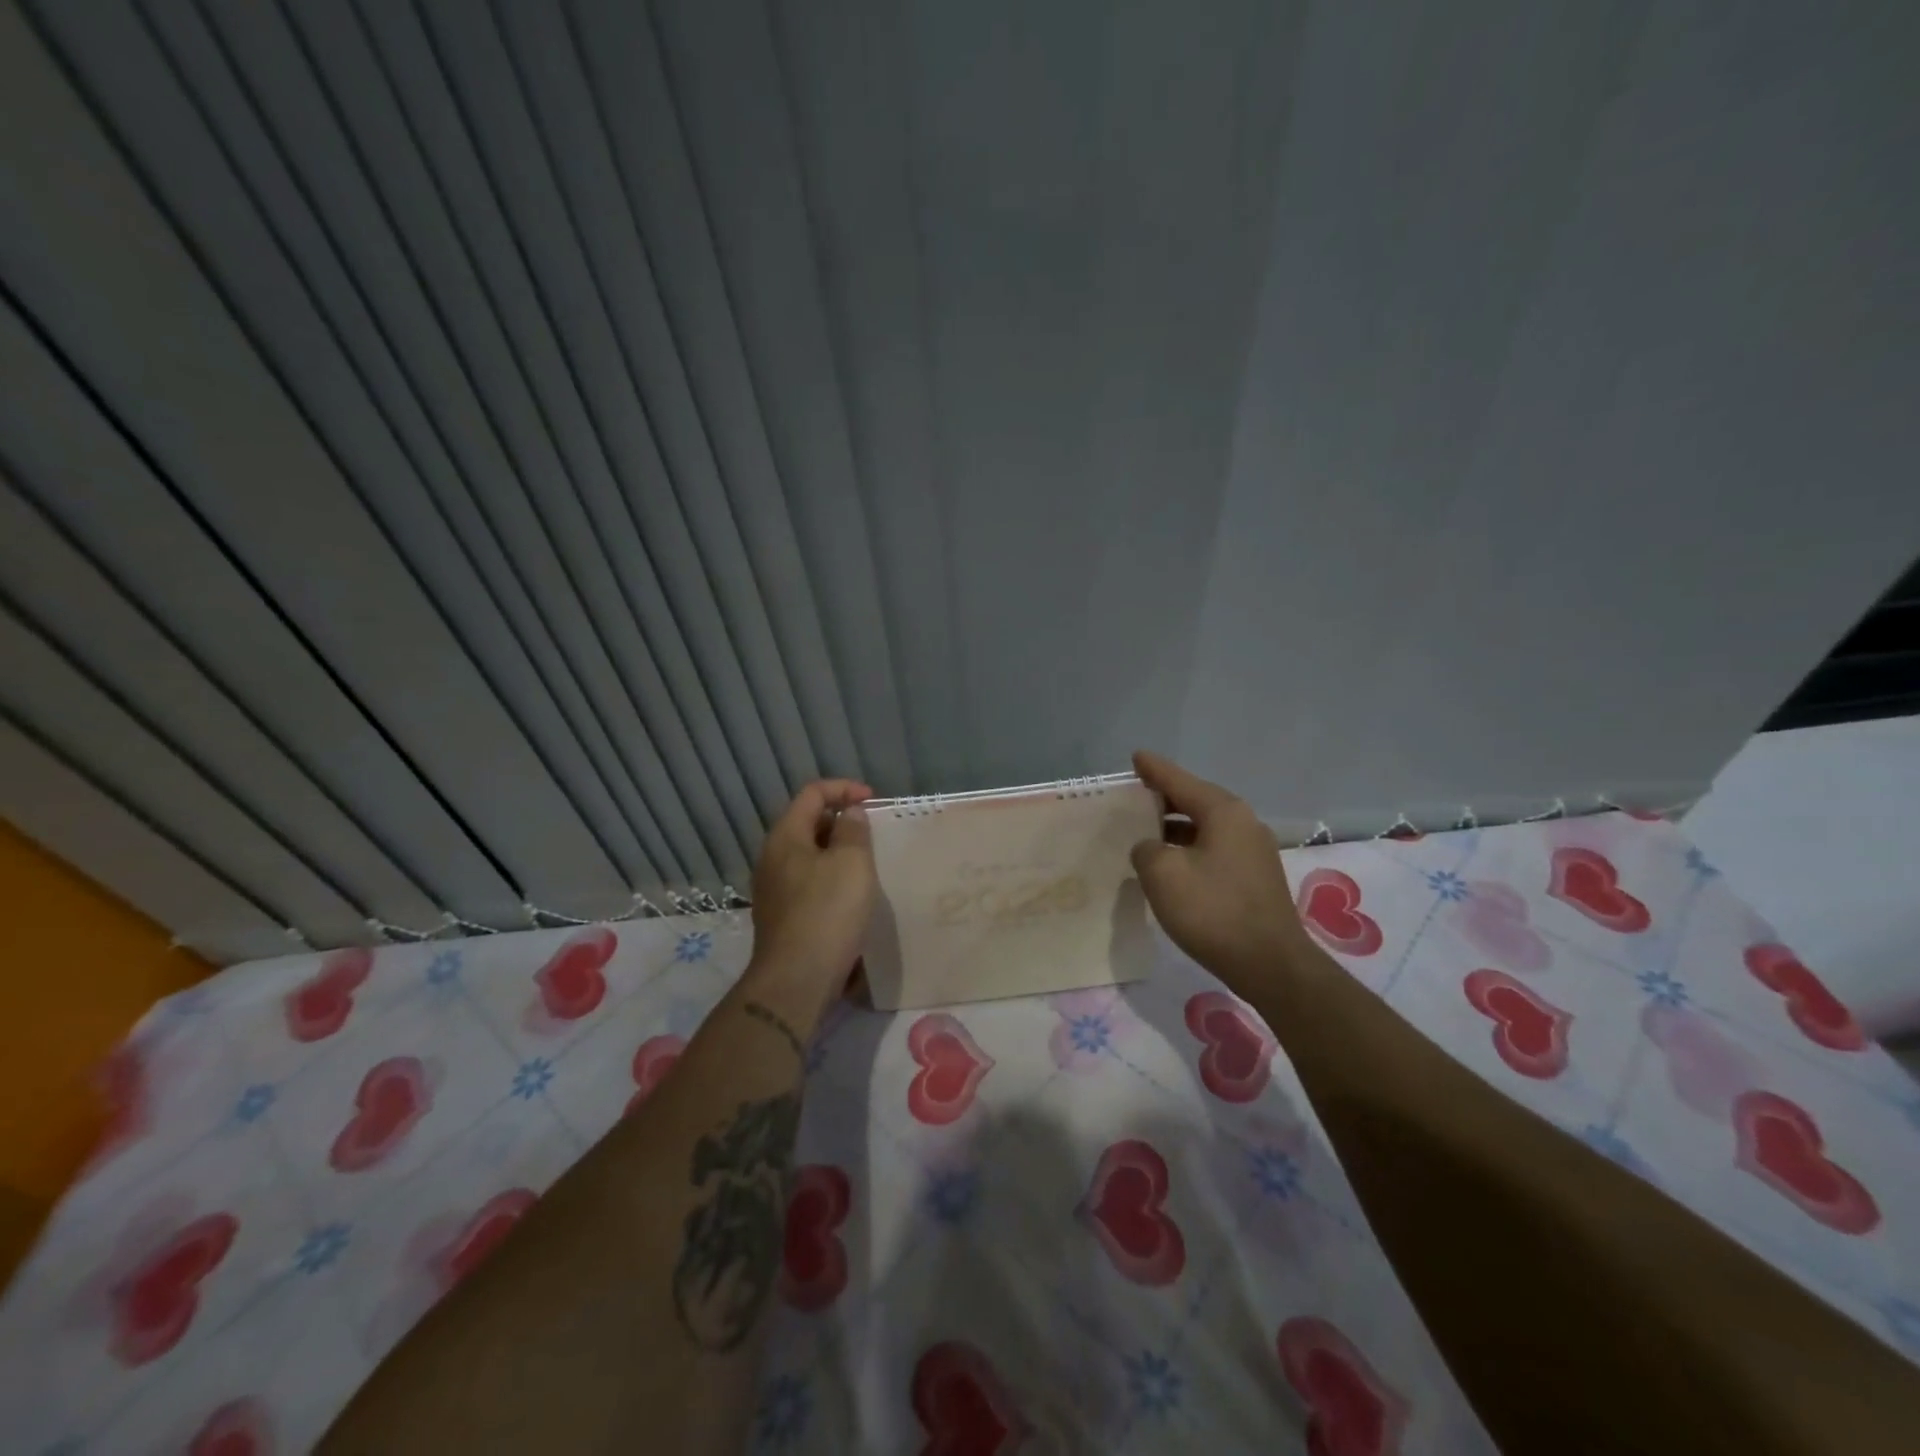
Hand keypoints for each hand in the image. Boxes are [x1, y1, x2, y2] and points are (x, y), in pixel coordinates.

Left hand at [748, 779, 876, 1001]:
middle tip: (873, 832)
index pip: (812, 793)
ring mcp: (773, 889)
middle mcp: (772, 857)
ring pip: (809, 855)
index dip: (844, 789)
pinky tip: (852, 895)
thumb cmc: (827, 912)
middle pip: (807, 822)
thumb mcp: (852, 862)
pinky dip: (831, 877)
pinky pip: (809, 881)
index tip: (873, 801)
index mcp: (785, 836)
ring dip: (838, 851)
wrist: (796, 981)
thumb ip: (853, 830)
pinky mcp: (782, 916)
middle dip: (841, 820)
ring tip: (868, 862)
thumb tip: (849, 814)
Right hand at [1129, 751, 1313, 996]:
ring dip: (1177, 828)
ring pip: (1207, 827)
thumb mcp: (1162, 874)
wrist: (1270, 964)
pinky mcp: (1256, 878)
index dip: (1154, 769)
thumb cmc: (1212, 910)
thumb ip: (1147, 849)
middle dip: (1165, 798)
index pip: (1180, 780)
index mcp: (1223, 812)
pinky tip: (1173, 866)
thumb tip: (1151, 848)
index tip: (1136, 757)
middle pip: (1196, 801)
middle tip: (1135, 797)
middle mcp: (1244, 823)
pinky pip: (1215, 850)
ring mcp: (1254, 851)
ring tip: (1147, 833)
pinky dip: (1191, 848)